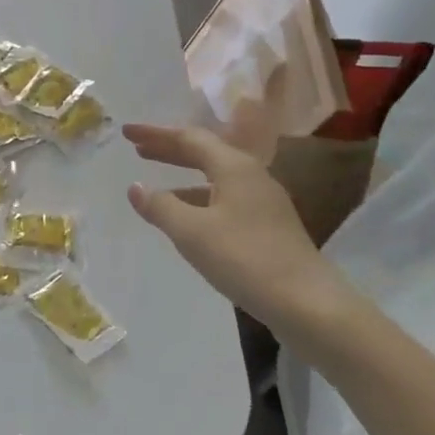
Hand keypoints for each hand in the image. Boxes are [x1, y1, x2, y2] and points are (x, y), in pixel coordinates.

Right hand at [124, 122, 357, 335]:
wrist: (306, 302)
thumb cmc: (244, 259)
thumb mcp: (192, 232)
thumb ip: (160, 207)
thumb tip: (135, 187)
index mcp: (234, 167)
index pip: (188, 138)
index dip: (155, 134)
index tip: (127, 132)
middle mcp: (251, 176)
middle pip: (204, 153)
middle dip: (169, 149)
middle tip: (138, 148)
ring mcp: (263, 201)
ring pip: (215, 177)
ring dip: (183, 176)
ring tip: (156, 184)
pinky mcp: (268, 225)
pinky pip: (224, 198)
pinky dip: (199, 198)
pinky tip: (188, 218)